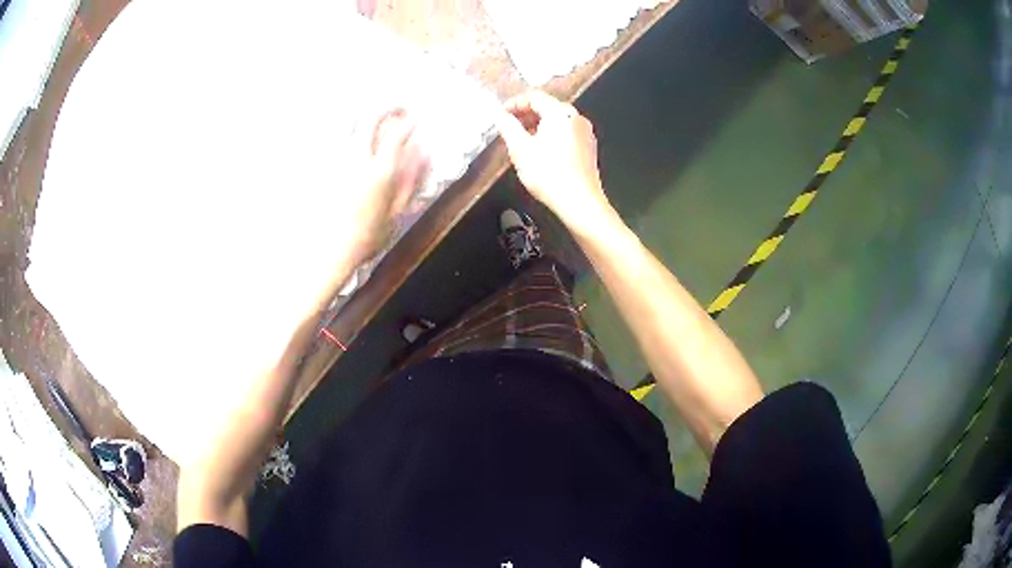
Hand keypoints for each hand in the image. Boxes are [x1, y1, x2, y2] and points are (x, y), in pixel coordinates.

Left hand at [344, 109, 428, 262]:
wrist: (332, 251)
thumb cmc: (368, 236)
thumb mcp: (398, 211)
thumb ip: (412, 179)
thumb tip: (424, 152)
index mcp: (381, 172)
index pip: (398, 134)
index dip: (410, 122)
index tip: (416, 120)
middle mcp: (358, 159)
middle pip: (371, 119)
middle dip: (387, 107)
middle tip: (397, 108)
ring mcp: (338, 160)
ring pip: (348, 122)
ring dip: (363, 112)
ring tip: (372, 113)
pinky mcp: (323, 165)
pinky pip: (332, 137)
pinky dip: (343, 128)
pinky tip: (349, 130)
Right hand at [496, 91, 612, 229]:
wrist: (579, 202)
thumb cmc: (548, 174)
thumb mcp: (520, 149)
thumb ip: (507, 126)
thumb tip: (498, 113)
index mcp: (560, 112)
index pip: (534, 97)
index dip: (514, 103)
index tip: (500, 116)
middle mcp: (576, 117)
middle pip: (547, 107)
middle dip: (525, 115)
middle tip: (508, 128)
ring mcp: (585, 132)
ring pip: (556, 121)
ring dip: (536, 126)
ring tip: (520, 141)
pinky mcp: (588, 148)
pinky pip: (565, 133)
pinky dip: (550, 135)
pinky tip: (540, 152)